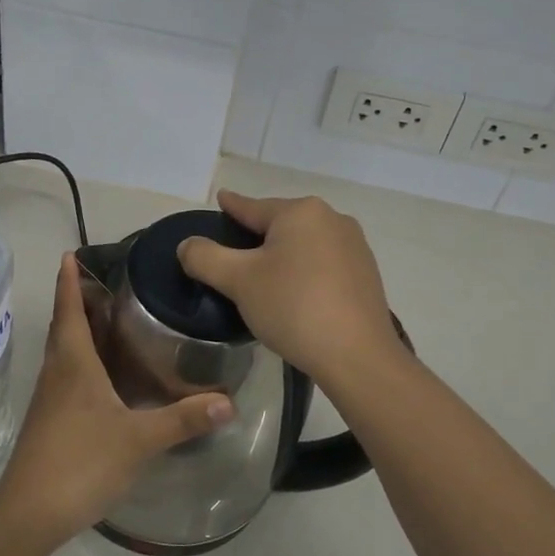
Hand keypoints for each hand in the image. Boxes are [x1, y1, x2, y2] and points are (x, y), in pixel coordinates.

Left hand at [0, 253, 233, 548]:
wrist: (31, 512)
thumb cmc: (81, 462)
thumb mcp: (139, 439)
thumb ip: (182, 419)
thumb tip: (229, 401)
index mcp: (73, 364)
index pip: (69, 310)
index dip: (69, 281)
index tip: (70, 254)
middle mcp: (57, 373)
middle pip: (64, 327)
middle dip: (77, 301)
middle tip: (104, 283)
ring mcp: (50, 399)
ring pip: (64, 352)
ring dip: (79, 330)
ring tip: (108, 320)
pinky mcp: (50, 421)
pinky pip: (66, 376)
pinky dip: (82, 361)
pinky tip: (104, 376)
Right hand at [177, 189, 401, 387]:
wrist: (356, 355)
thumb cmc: (293, 307)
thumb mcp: (238, 281)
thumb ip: (205, 257)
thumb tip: (187, 245)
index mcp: (301, 212)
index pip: (253, 207)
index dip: (232, 206)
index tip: (221, 200)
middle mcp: (332, 219)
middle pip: (281, 224)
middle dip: (257, 235)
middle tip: (234, 254)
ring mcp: (354, 246)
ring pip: (304, 243)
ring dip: (283, 255)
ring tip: (263, 276)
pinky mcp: (366, 274)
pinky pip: (324, 263)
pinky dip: (304, 271)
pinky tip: (295, 293)